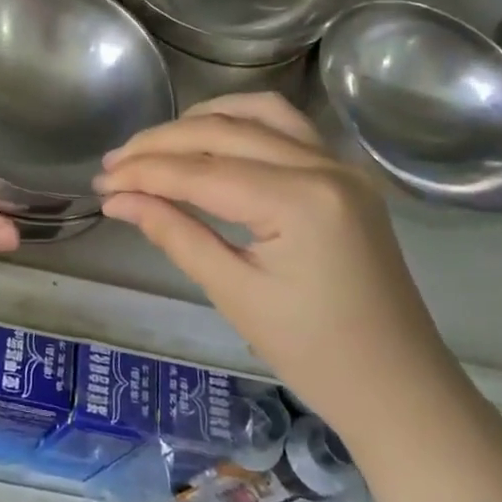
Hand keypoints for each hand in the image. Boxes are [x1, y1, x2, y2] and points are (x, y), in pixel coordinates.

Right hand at [96, 92, 455, 433]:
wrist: (401, 389)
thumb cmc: (316, 354)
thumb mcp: (235, 294)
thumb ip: (174, 234)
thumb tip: (117, 200)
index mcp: (300, 202)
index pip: (201, 171)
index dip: (144, 173)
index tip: (101, 182)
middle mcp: (323, 166)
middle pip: (222, 132)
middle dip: (160, 144)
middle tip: (113, 165)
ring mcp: (340, 165)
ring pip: (255, 113)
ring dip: (199, 121)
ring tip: (155, 146)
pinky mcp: (345, 173)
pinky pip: (286, 126)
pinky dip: (241, 121)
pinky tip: (211, 137)